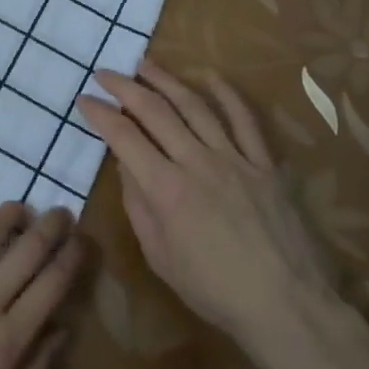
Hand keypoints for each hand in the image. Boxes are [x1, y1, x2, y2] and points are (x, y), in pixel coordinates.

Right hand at [77, 60, 338, 346]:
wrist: (284, 304)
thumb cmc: (213, 289)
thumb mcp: (159, 256)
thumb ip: (139, 205)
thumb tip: (127, 165)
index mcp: (166, 189)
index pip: (123, 138)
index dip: (100, 114)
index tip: (83, 100)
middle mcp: (197, 163)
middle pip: (155, 111)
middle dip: (125, 87)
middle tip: (105, 73)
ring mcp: (234, 159)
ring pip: (195, 106)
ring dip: (166, 80)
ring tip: (145, 64)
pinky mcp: (263, 164)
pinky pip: (244, 120)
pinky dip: (226, 94)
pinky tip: (209, 76)